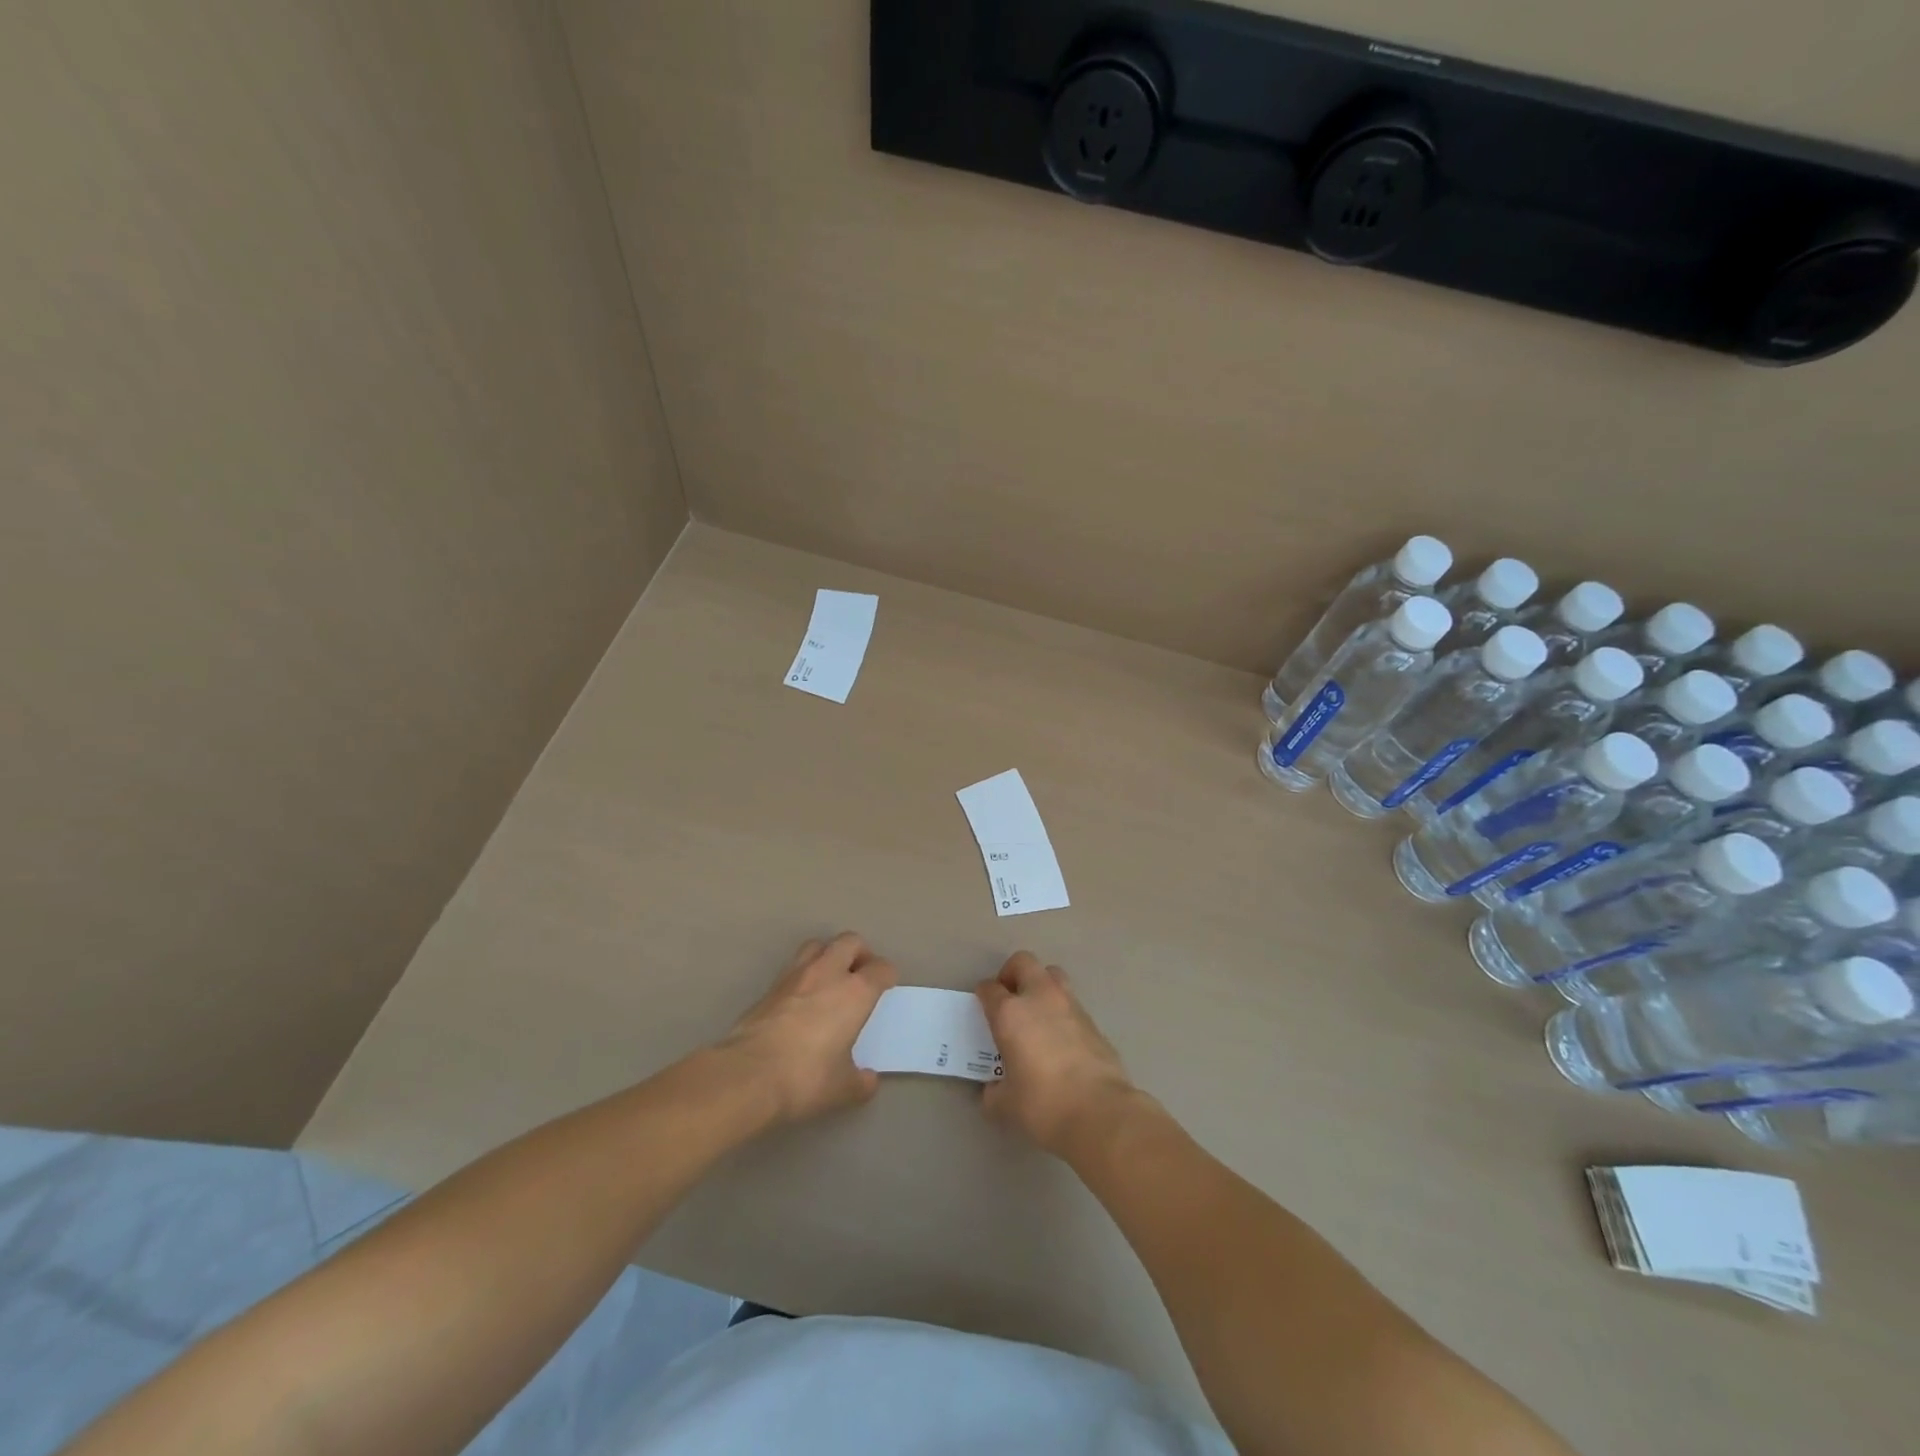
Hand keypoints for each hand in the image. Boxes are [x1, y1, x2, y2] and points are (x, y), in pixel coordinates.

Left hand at [719, 933, 896, 1122]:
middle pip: (850, 941)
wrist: (748, 1075)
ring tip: (830, 979)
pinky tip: (802, 999)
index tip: (886, 986)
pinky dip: (804, 974)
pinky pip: (793, 967)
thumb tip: (868, 1079)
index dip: (887, 975)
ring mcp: (795, 976)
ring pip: (818, 945)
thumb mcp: (842, 1088)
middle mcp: (828, 973)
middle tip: (861, 975)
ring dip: (829, 955)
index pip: (881, 969)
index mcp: (855, 993)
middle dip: (860, 953)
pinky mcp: (769, 987)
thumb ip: (860, 1081)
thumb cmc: (806, 1078)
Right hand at [976, 952, 1140, 1157]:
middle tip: (1008, 999)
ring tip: (1036, 1014)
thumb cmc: (1043, 1105)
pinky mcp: (1093, 1021)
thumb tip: (994, 1089)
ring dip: (1040, 986)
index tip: (982, 1007)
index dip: (983, 995)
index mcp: (1010, 1013)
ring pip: (1052, 975)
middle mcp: (1039, 998)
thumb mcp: (1005, 1105)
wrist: (1100, 1112)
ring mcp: (1070, 1005)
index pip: (990, 989)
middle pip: (1023, 962)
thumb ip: (994, 1091)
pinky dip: (1061, 1012)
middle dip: (1012, 974)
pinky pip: (1071, 1003)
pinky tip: (1059, 1040)